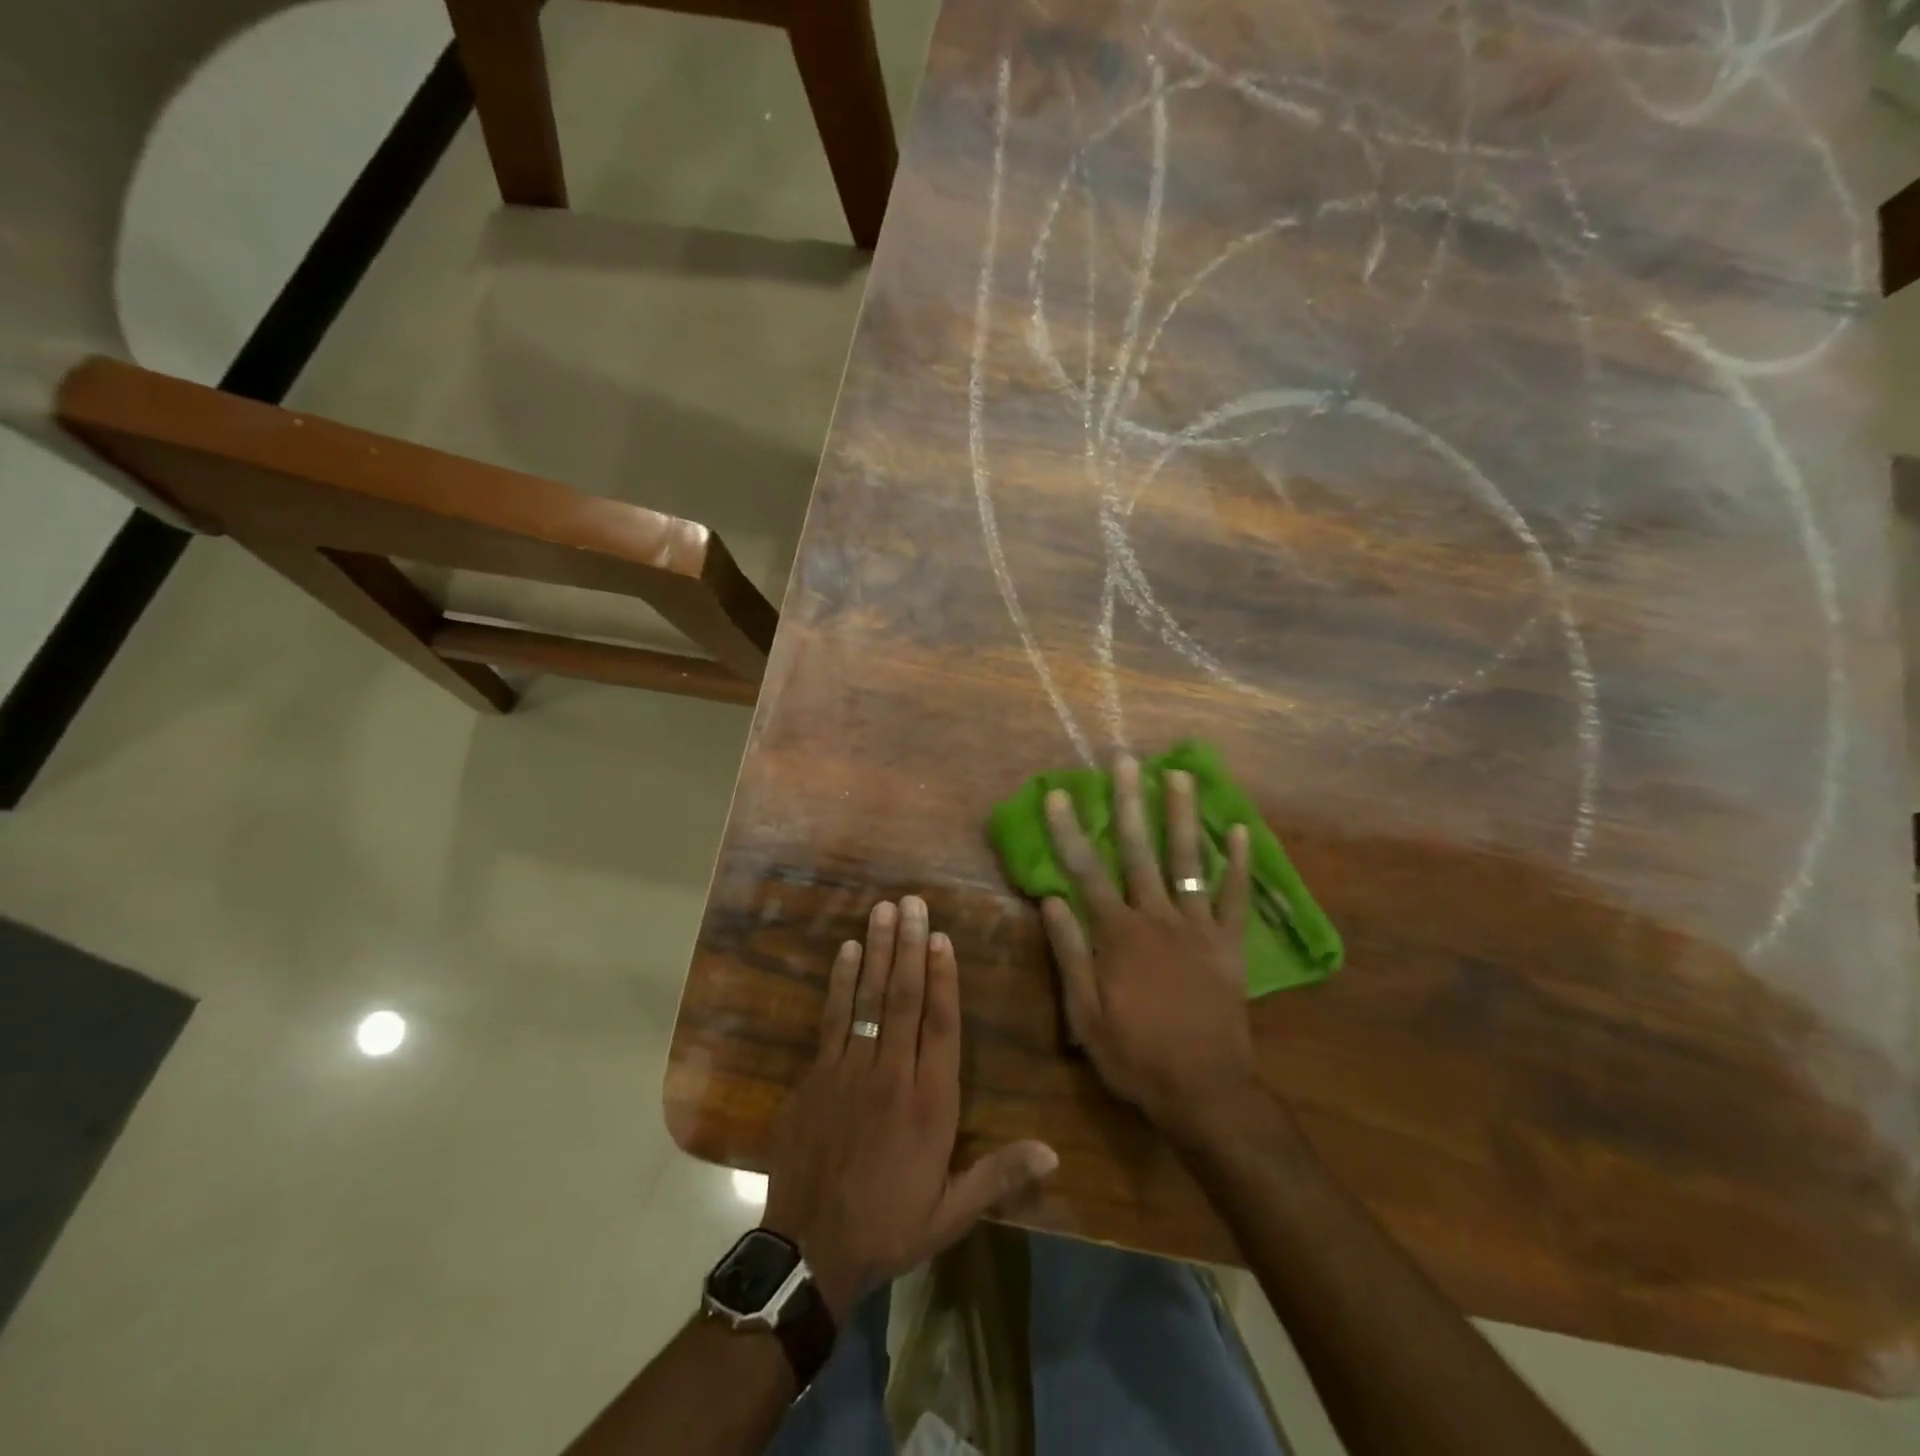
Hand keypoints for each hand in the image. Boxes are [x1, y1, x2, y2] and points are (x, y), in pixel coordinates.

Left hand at [762, 896, 1058, 1322]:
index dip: (944, 978)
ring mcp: (850, 1071)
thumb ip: (1000, 1176)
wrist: (810, 1250)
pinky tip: (847, 951)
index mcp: (930, 1104)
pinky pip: (832, 1019)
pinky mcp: (817, 1076)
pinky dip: (841, 982)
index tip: (943, 938)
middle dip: (910, 947)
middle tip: (913, 903)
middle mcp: (892, 1075)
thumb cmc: (888, 1226)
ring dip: (878, 951)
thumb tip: (1055, 1154)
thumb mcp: (951, 1213)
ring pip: (869, 999)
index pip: (941, 1027)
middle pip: (904, 999)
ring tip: (884, 910)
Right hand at [1042, 757, 1264, 1138]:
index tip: (1060, 795)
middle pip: (1139, 851)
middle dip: (1129, 803)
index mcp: (1117, 934)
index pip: (1085, 872)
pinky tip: (1239, 829)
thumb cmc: (1135, 1054)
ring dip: (1182, 815)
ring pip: (1188, 860)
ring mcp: (1198, 928)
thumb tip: (1051, 900)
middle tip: (1125, 761)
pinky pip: (1235, 897)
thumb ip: (1070, 953)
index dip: (1070, 832)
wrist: (1204, 1091)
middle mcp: (1157, 918)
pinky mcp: (1229, 944)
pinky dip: (1238, 863)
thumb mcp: (1085, 1014)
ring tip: (1179, 775)